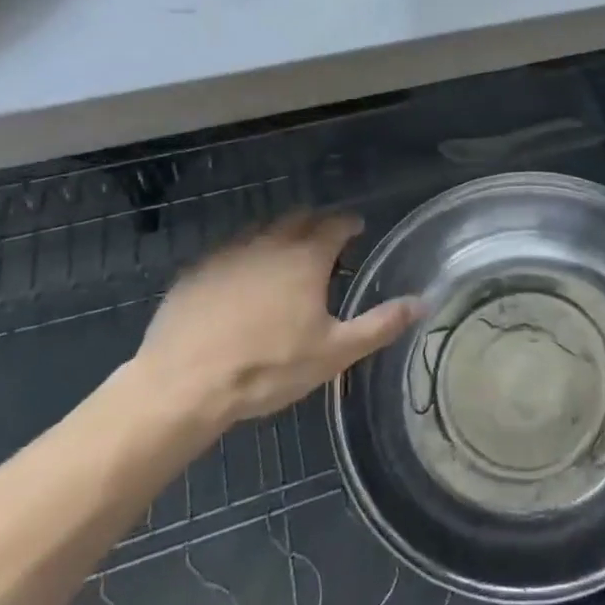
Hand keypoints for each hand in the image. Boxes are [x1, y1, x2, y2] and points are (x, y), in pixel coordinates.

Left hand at [136, 210, 417, 429]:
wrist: (181, 387)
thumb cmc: (268, 367)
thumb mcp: (334, 353)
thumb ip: (380, 324)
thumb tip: (423, 302)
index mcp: (307, 256)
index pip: (337, 223)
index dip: (350, 224)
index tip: (357, 230)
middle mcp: (269, 243)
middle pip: (298, 217)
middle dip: (315, 223)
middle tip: (324, 244)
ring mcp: (227, 254)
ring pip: (260, 229)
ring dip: (278, 236)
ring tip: (283, 260)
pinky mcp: (194, 272)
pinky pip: (227, 252)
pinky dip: (242, 257)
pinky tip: (239, 283)